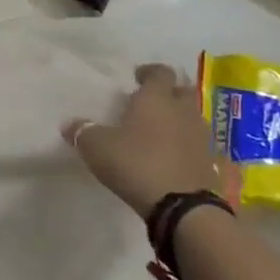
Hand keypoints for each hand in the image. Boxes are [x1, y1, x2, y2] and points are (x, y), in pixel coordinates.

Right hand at [63, 65, 231, 219]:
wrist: (182, 207)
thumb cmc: (136, 164)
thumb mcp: (97, 148)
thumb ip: (83, 132)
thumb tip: (69, 124)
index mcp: (156, 99)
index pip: (160, 72)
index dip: (149, 72)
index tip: (137, 77)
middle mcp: (183, 111)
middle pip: (182, 92)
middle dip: (168, 94)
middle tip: (150, 103)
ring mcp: (201, 137)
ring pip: (192, 118)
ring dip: (179, 120)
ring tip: (159, 132)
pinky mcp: (211, 163)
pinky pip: (199, 146)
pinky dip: (187, 146)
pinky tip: (174, 158)